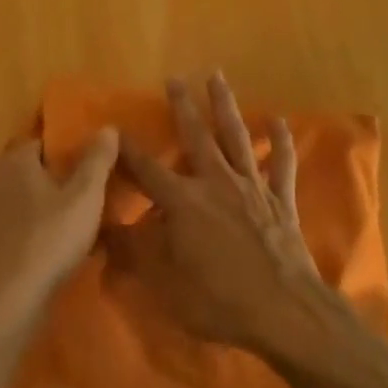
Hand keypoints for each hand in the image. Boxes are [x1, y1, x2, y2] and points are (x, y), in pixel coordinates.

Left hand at [0, 129, 118, 327]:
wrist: (5, 305)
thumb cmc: (49, 239)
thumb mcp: (85, 196)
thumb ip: (97, 159)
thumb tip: (107, 127)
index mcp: (16, 161)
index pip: (42, 141)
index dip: (67, 149)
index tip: (89, 162)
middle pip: (32, 171)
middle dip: (57, 179)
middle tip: (87, 193)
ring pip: (23, 201)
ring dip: (45, 208)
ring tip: (75, 223)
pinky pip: (15, 229)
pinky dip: (32, 233)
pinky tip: (53, 251)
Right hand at [104, 73, 328, 355]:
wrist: (284, 311)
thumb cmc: (220, 302)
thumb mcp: (166, 286)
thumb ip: (134, 255)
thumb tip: (102, 233)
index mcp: (184, 202)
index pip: (148, 170)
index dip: (129, 151)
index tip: (114, 128)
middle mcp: (216, 182)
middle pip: (196, 136)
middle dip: (183, 106)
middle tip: (175, 78)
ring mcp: (251, 186)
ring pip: (236, 136)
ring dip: (225, 105)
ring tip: (217, 76)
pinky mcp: (280, 198)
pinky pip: (281, 164)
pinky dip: (280, 141)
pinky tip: (280, 120)